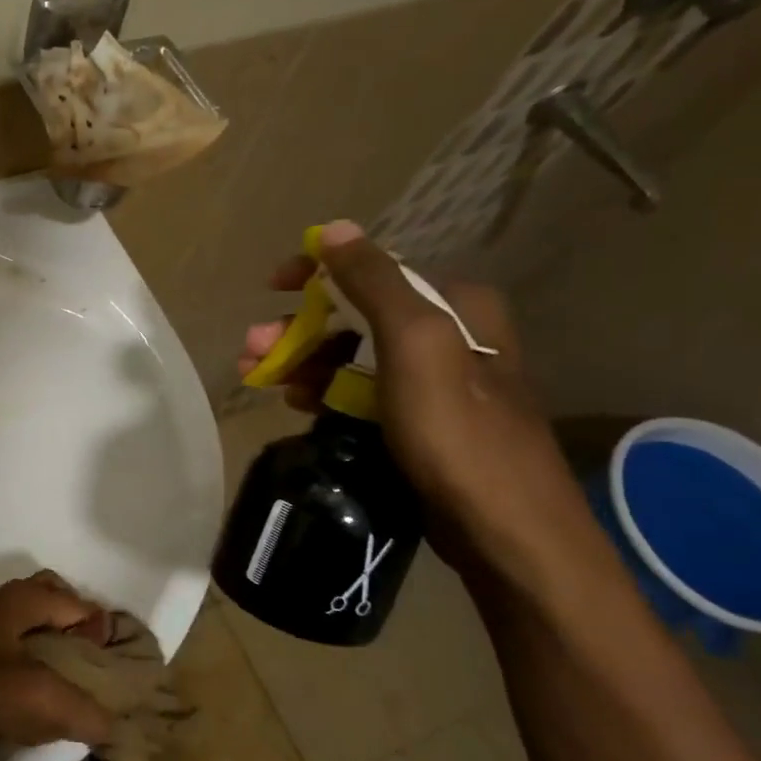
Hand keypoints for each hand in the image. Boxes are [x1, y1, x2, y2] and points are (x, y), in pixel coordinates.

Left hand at [0, 572, 120, 749]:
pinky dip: (30, 655)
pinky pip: (13, 640)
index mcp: (25, 600)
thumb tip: (113, 726)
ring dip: (52, 640)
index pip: (79, 604)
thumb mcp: (40, 700)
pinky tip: (31, 691)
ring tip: (66, 680)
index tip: (115, 664)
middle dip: (75, 624)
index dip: (102, 631)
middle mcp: (5, 601)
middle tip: (89, 660)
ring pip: (30, 620)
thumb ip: (85, 712)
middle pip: (53, 598)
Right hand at [239, 221, 603, 586]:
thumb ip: (376, 282)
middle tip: (253, 352)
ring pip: (353, 356)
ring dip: (304, 362)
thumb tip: (336, 229)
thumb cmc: (458, 433)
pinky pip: (361, 392)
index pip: (374, 270)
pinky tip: (298, 404)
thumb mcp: (415, 345)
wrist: (506, 531)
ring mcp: (436, 382)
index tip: (270, 286)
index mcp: (455, 306)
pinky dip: (326, 392)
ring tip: (262, 380)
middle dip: (299, 329)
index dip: (316, 273)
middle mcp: (450, 334)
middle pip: (355, 316)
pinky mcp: (422, 422)